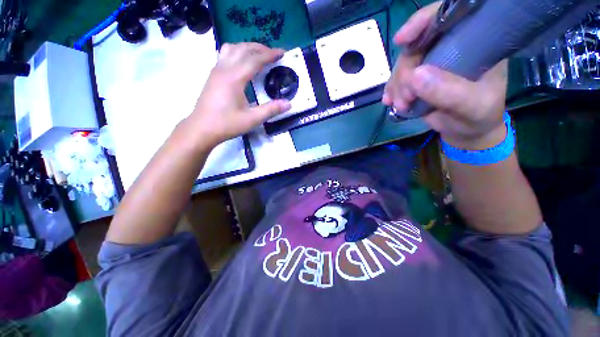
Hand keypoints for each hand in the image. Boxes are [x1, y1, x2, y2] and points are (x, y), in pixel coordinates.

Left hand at [187, 43, 290, 147]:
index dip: (270, 54)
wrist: (202, 128)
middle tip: (273, 54)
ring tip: (258, 54)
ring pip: (232, 48)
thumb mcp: (252, 119)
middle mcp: (224, 69)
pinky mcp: (213, 75)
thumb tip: (289, 104)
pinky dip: (237, 52)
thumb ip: (271, 110)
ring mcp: (216, 70)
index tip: (282, 52)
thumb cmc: (227, 124)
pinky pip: (225, 54)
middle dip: (260, 48)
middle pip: (244, 49)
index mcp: (235, 78)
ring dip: (247, 47)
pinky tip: (242, 62)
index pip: (255, 59)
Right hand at [382, 2, 508, 149]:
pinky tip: (389, 102)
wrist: (466, 131)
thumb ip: (449, 92)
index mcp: (474, 43)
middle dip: (404, 72)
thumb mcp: (471, 106)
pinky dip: (391, 90)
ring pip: (404, 64)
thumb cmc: (477, 117)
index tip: (401, 40)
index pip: (449, 18)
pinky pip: (398, 79)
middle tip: (404, 99)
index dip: (423, 22)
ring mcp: (431, 63)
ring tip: (400, 105)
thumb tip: (415, 76)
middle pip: (417, 45)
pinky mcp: (418, 79)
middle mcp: (450, 48)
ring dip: (396, 86)